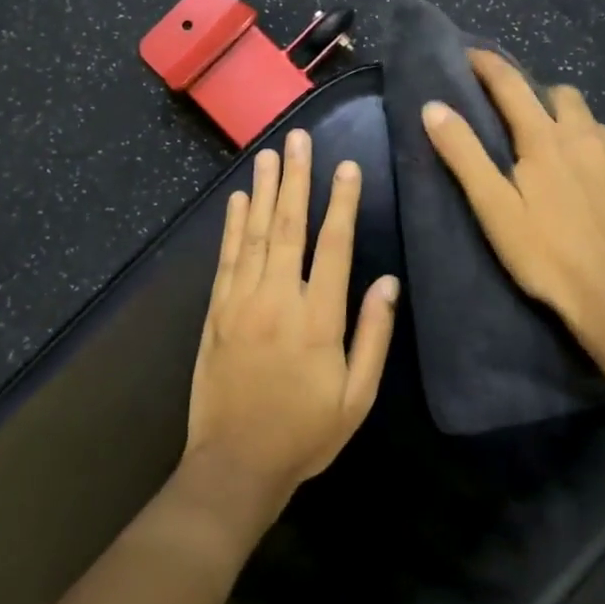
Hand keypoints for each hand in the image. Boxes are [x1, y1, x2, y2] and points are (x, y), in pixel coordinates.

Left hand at [184, 128, 400, 518]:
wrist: (235, 464)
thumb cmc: (304, 433)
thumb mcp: (357, 398)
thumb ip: (373, 336)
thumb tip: (388, 282)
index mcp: (319, 320)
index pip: (334, 247)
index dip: (342, 203)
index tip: (346, 167)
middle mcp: (278, 300)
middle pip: (289, 227)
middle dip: (296, 179)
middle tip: (299, 139)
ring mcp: (241, 303)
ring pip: (254, 235)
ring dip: (262, 191)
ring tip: (269, 154)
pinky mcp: (216, 312)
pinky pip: (226, 259)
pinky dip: (232, 226)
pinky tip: (238, 200)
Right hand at [422, 50, 604, 354]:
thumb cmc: (546, 255)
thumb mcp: (494, 208)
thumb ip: (464, 155)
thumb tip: (433, 107)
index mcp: (545, 139)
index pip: (511, 85)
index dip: (488, 65)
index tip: (470, 53)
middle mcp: (586, 136)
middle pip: (560, 94)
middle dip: (537, 94)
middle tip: (518, 117)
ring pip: (593, 121)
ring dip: (570, 123)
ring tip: (557, 150)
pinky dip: (600, 153)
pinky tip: (595, 180)